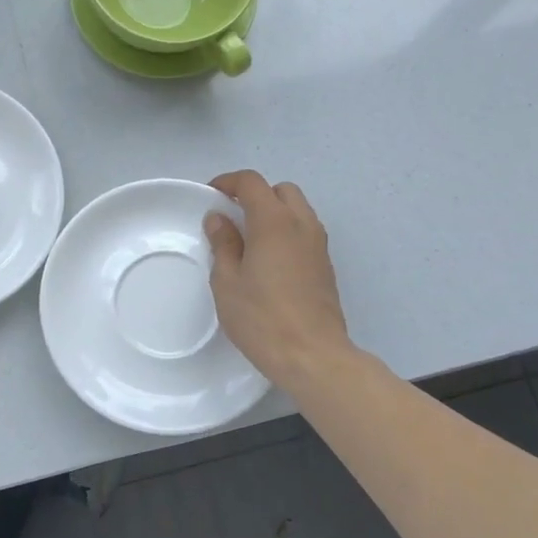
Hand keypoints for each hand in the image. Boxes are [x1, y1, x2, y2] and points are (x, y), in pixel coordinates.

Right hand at [204, 170, 351, 391]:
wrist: (312, 355)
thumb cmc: (261, 318)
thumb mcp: (227, 281)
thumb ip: (223, 244)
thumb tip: (219, 219)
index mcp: (274, 222)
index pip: (252, 182)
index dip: (229, 182)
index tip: (212, 196)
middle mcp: (302, 224)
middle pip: (281, 190)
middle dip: (256, 195)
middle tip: (233, 217)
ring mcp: (319, 245)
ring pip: (298, 210)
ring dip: (274, 213)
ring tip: (249, 239)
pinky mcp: (326, 266)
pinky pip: (305, 232)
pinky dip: (286, 232)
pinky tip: (269, 261)